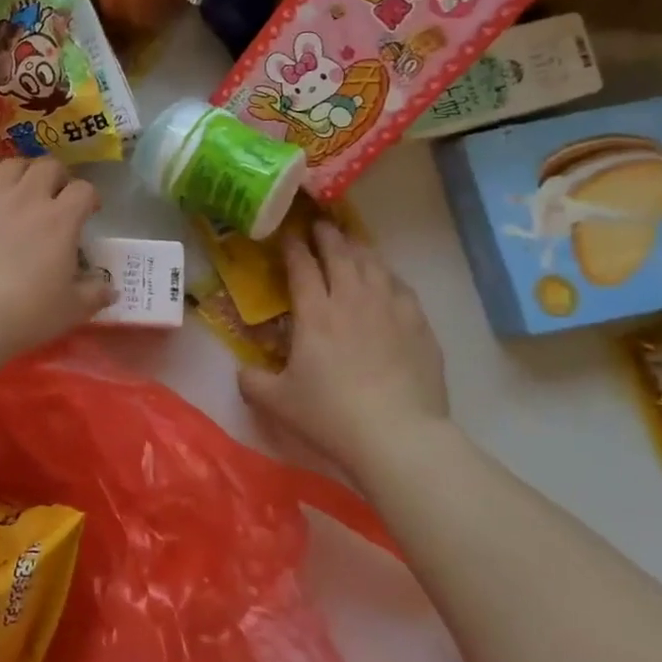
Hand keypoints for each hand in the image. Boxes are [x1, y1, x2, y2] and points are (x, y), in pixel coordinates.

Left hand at [0, 158, 110, 360]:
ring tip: (16, 193)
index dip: (89, 197)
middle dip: (56, 176)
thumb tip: (111, 288)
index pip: (84, 190)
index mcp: (60, 220)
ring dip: (18, 175)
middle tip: (53, 197)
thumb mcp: (70, 311)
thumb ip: (94, 294)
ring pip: (8, 166)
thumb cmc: (24, 314)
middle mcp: (25, 198)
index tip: (88, 212)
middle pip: (47, 166)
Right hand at [238, 222, 449, 478]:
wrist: (398, 436)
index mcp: (315, 313)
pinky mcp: (419, 326)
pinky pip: (401, 287)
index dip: (293, 246)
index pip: (302, 266)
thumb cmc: (330, 415)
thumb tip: (242, 372)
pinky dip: (388, 275)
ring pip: (373, 265)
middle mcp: (352, 300)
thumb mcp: (277, 402)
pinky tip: (387, 279)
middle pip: (340, 255)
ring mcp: (390, 310)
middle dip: (327, 236)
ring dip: (359, 249)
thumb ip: (252, 382)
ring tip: (351, 243)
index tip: (288, 233)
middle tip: (320, 225)